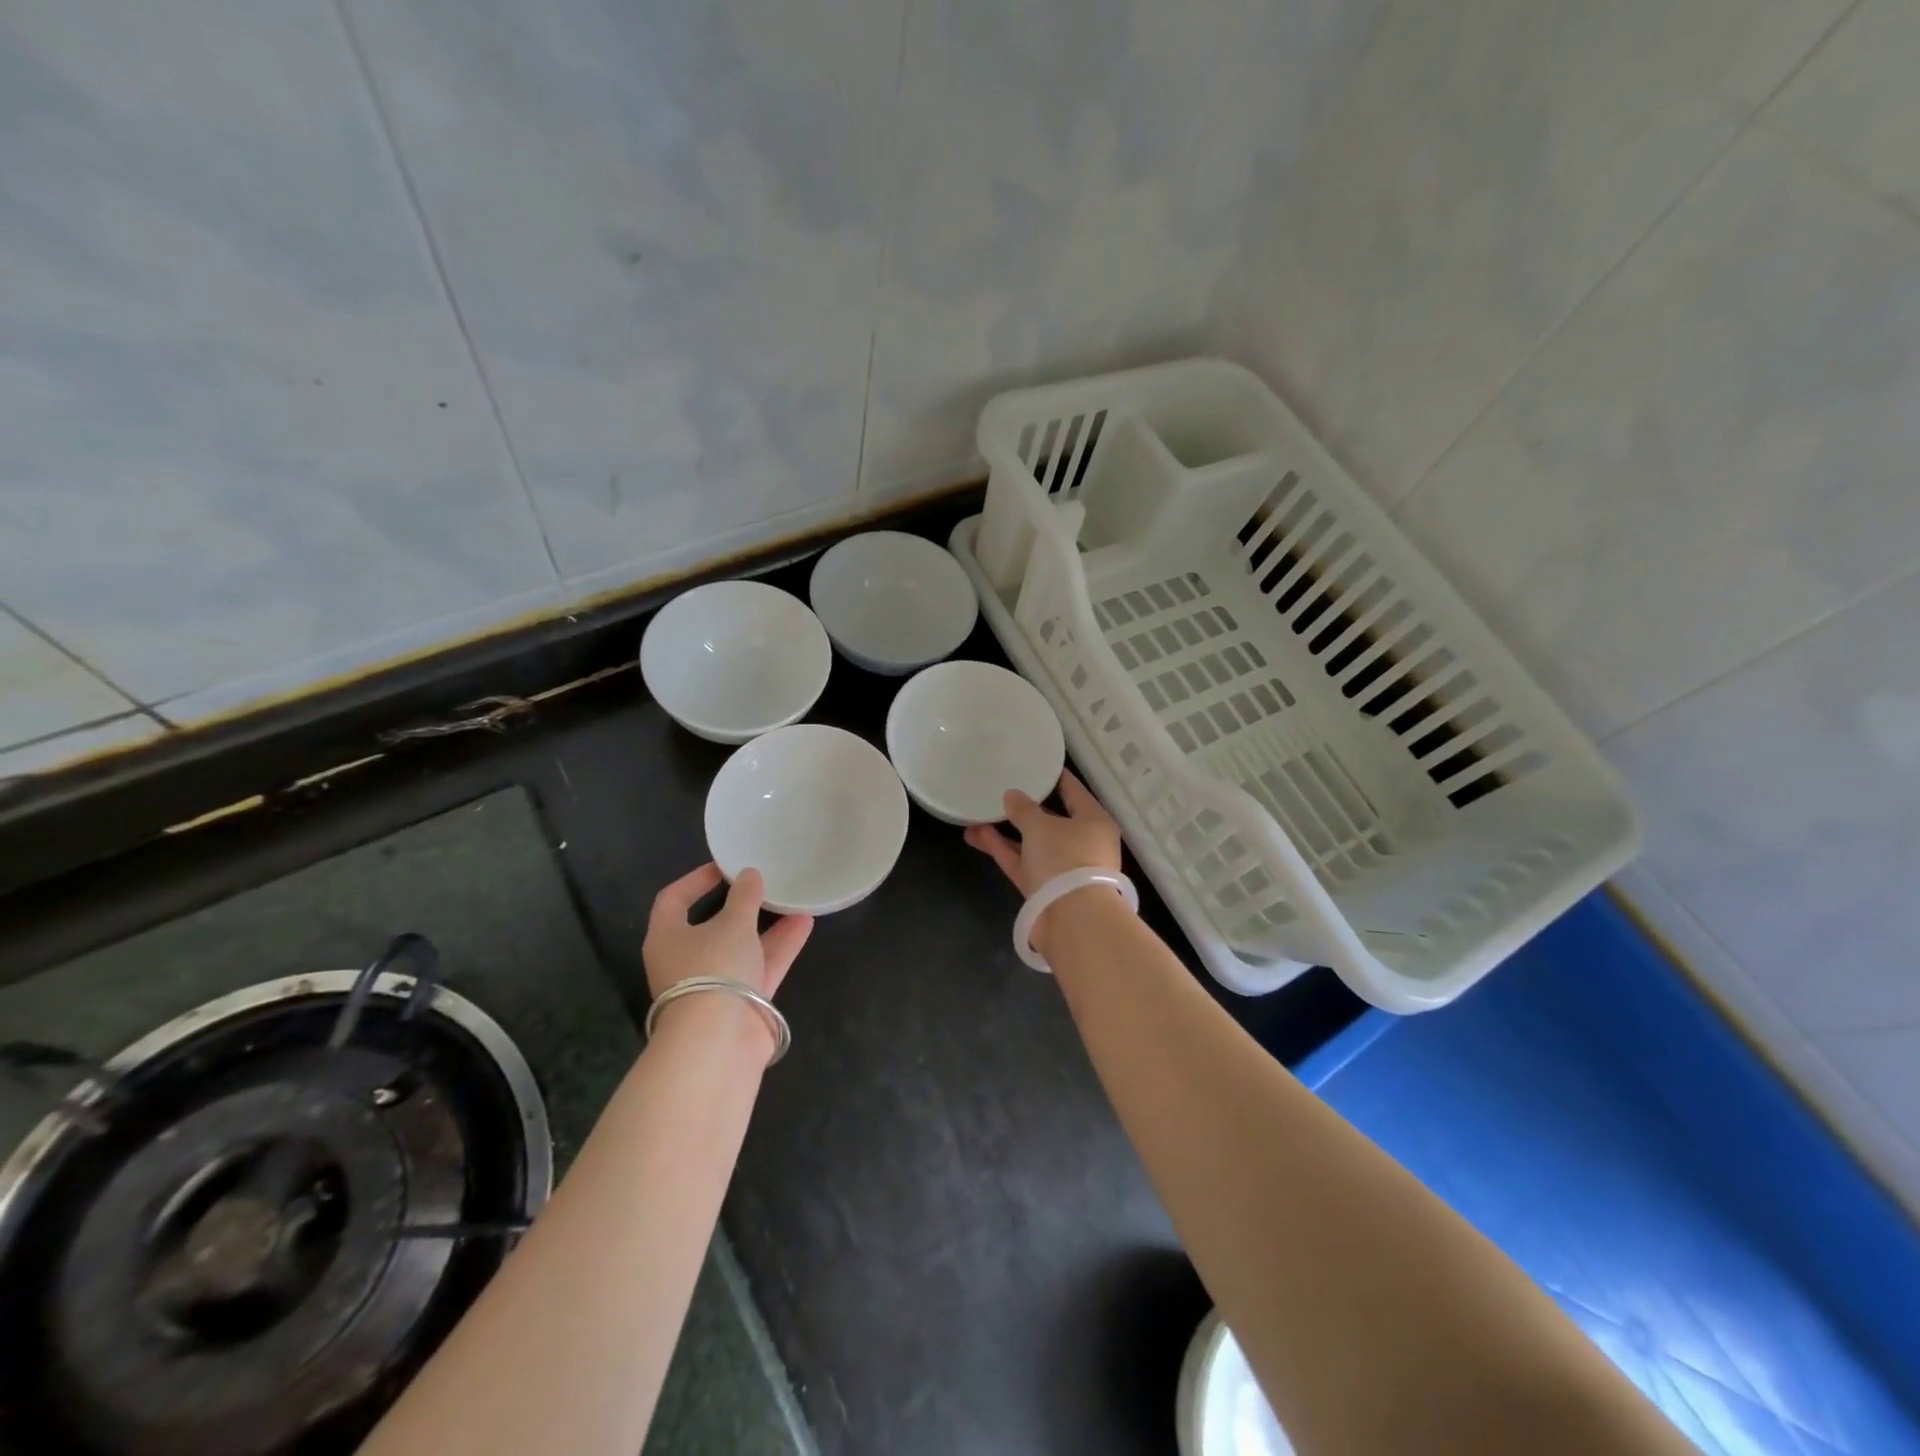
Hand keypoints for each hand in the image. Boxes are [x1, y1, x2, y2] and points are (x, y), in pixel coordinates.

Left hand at [644, 864, 812, 1001]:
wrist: (719, 1041)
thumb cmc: (714, 969)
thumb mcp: (733, 923)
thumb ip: (744, 896)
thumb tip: (750, 875)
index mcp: (667, 938)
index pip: (673, 900)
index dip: (696, 880)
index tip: (725, 867)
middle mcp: (686, 961)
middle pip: (712, 925)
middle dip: (741, 905)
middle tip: (764, 884)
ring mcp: (714, 984)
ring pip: (741, 947)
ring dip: (767, 925)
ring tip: (795, 900)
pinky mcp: (740, 1003)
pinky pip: (760, 967)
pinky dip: (780, 947)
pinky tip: (805, 924)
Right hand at [963, 769, 1122, 896]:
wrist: (1072, 920)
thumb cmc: (1065, 859)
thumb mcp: (1041, 826)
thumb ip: (1023, 808)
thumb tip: (1012, 795)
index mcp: (1093, 821)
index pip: (1073, 791)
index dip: (1054, 777)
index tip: (1035, 764)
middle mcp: (1082, 843)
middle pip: (1051, 819)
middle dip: (1024, 808)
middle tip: (1001, 790)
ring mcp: (1062, 868)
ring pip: (1031, 843)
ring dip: (1005, 830)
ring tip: (976, 813)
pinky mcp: (1044, 889)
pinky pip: (1021, 862)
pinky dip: (1002, 849)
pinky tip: (976, 835)